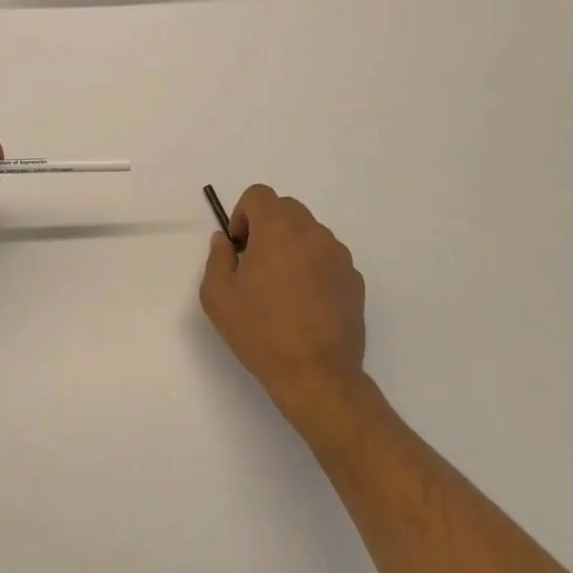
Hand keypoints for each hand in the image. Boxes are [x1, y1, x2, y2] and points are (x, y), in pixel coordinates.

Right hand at [200, 185, 369, 423]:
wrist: (317, 377)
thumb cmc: (261, 332)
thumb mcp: (218, 296)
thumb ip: (217, 258)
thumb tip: (225, 242)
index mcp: (278, 229)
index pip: (259, 195)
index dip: (243, 214)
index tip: (239, 247)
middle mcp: (312, 233)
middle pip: (286, 209)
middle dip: (267, 227)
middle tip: (256, 264)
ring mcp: (338, 256)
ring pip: (309, 233)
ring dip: (292, 246)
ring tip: (283, 287)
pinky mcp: (355, 281)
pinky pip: (328, 259)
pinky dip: (314, 268)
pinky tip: (306, 304)